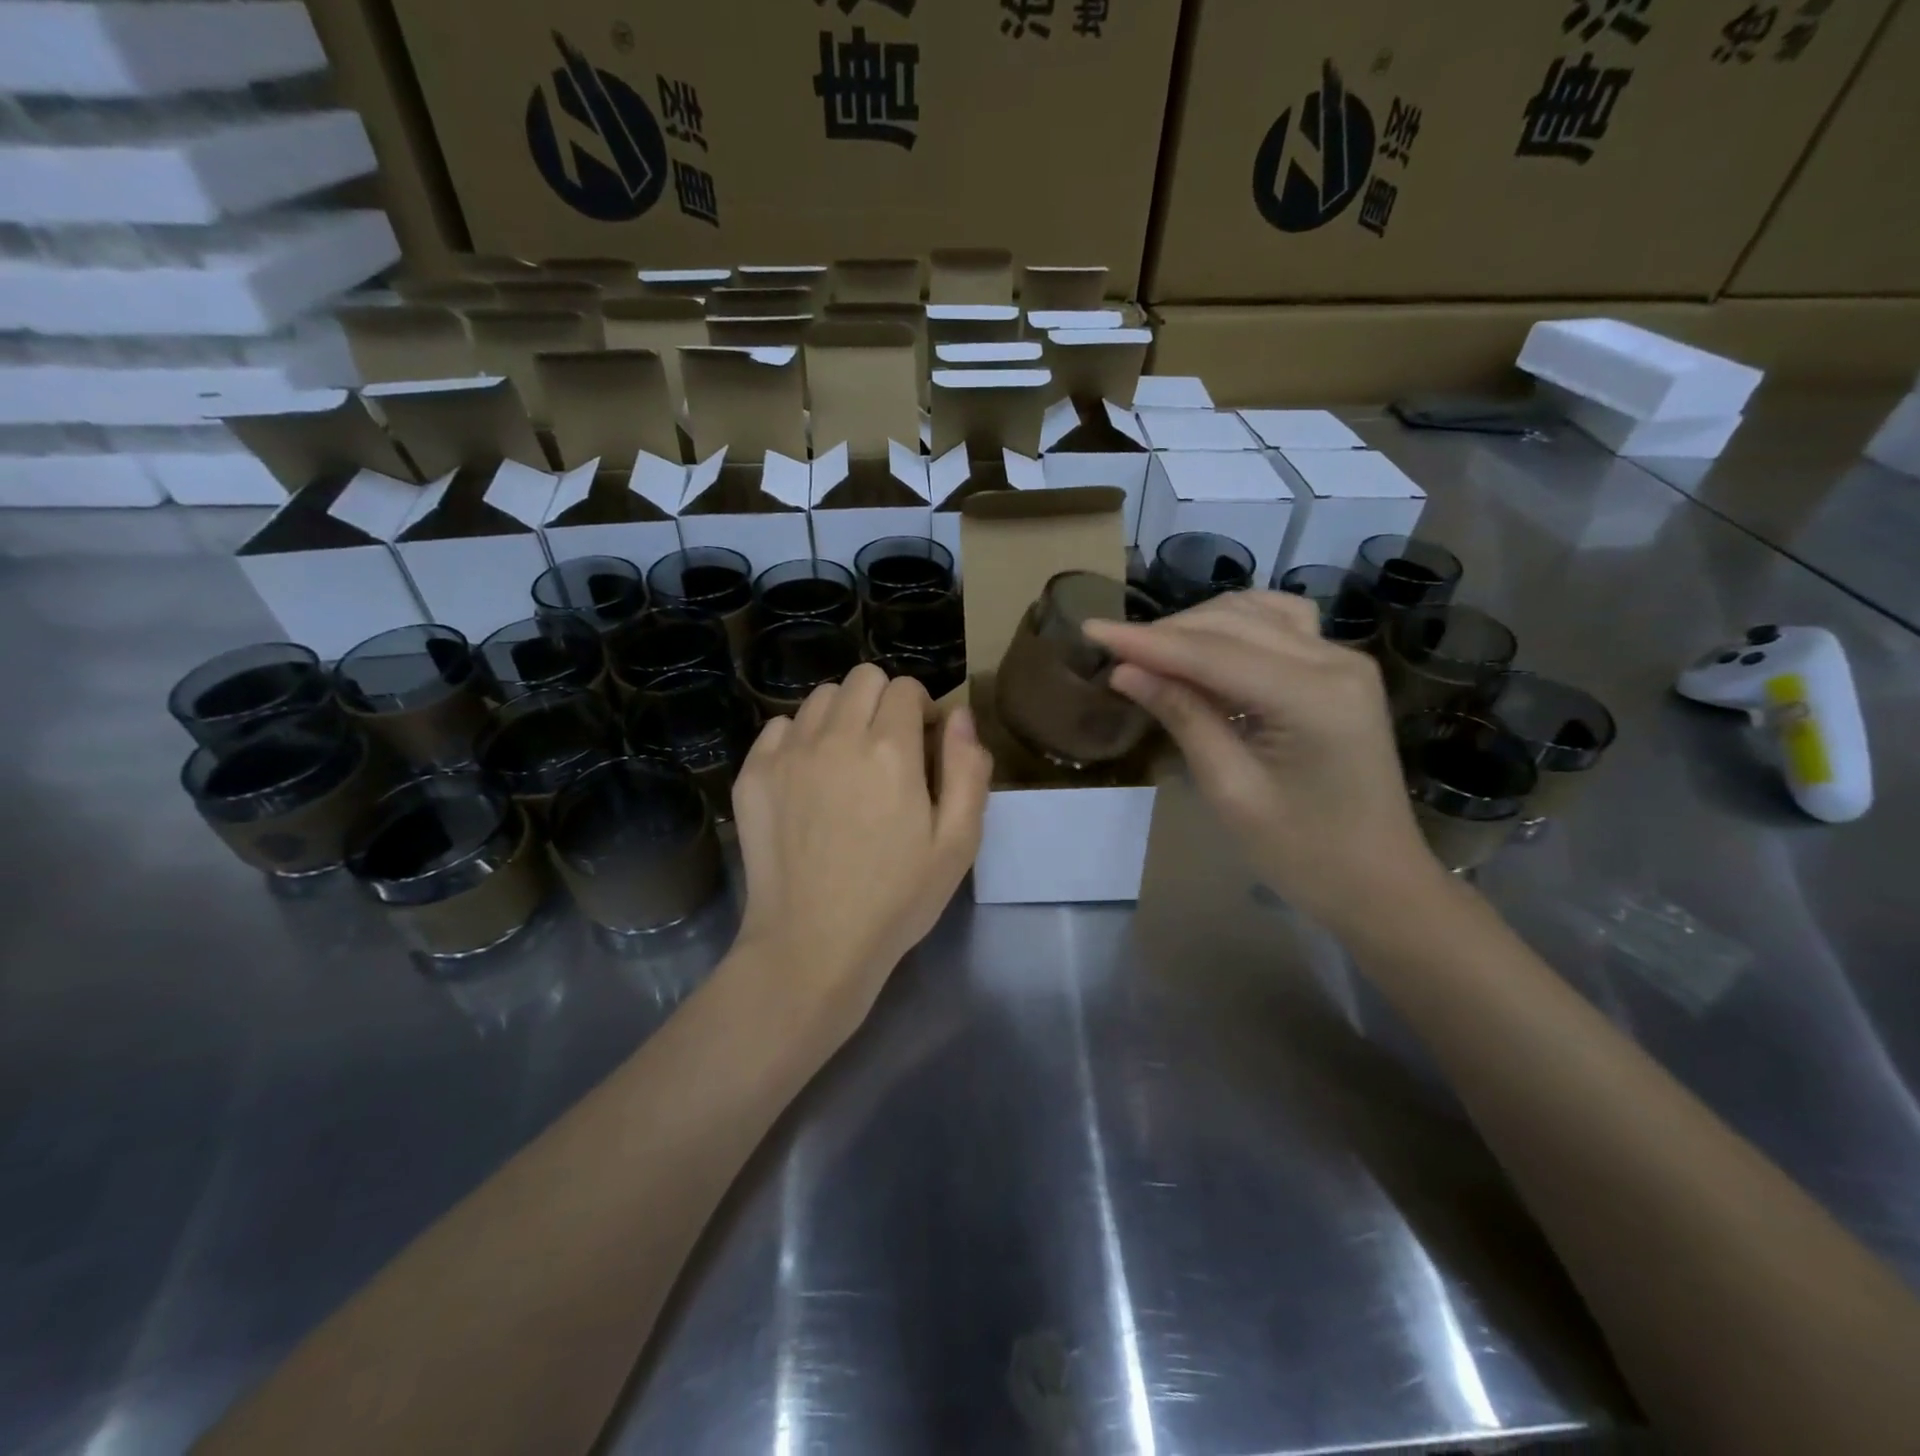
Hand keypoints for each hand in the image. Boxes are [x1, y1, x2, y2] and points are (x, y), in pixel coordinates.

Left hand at [730, 664, 992, 1039]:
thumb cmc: (895, 899)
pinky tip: (809, 777)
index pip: (906, 687)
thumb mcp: (957, 843)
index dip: (922, 709)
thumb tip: (960, 715)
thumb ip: (967, 770)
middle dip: (883, 701)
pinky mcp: (753, 775)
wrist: (812, 945)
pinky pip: (779, 727)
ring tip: (847, 761)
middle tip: (889, 749)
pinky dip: (799, 738)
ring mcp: (787, 754)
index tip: (924, 745)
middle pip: (862, 678)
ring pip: (820, 698)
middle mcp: (835, 737)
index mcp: (889, 750)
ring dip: (842, 715)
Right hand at [1084, 591, 1444, 929]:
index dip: (1145, 641)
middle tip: (1112, 652)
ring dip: (1197, 626)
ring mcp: (1342, 660)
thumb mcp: (1231, 790)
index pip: (1211, 653)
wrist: (1378, 882)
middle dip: (1166, 633)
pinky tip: (1203, 647)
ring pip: (1254, 613)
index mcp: (1313, 696)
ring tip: (1150, 653)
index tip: (1089, 629)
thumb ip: (1183, 718)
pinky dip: (1233, 628)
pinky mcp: (1339, 671)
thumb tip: (1125, 672)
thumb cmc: (1303, 853)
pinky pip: (1278, 626)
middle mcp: (1335, 660)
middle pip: (1232, 623)